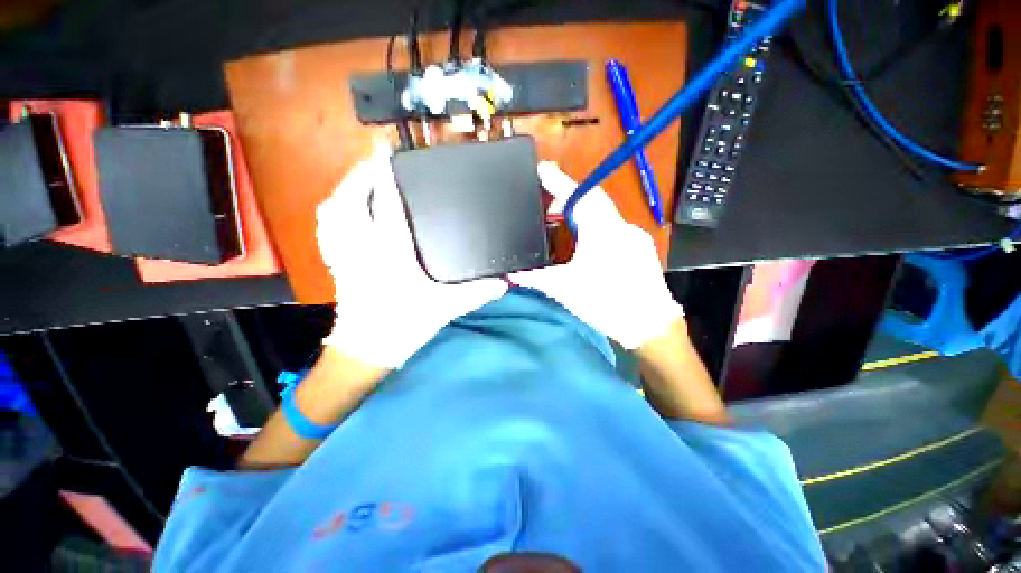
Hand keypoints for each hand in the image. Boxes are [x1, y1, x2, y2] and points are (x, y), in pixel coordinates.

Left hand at [316, 149, 507, 368]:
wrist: (367, 350)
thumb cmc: (403, 326)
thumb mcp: (445, 308)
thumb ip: (476, 293)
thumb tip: (504, 283)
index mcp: (390, 254)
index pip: (386, 206)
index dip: (385, 175)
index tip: (386, 152)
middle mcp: (363, 248)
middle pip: (349, 200)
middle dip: (359, 175)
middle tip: (375, 162)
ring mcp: (346, 255)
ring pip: (332, 212)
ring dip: (344, 190)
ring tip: (360, 180)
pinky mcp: (339, 264)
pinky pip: (328, 229)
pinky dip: (334, 212)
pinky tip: (346, 210)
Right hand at [510, 162, 682, 348]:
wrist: (650, 325)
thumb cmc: (606, 304)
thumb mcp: (566, 290)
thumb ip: (536, 279)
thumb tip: (511, 276)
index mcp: (602, 232)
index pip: (579, 196)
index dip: (559, 180)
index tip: (542, 169)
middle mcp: (621, 227)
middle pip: (592, 200)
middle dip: (568, 195)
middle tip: (546, 201)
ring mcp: (633, 236)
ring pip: (604, 212)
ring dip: (582, 211)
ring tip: (561, 219)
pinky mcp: (639, 246)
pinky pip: (613, 225)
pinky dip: (596, 224)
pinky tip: (585, 239)